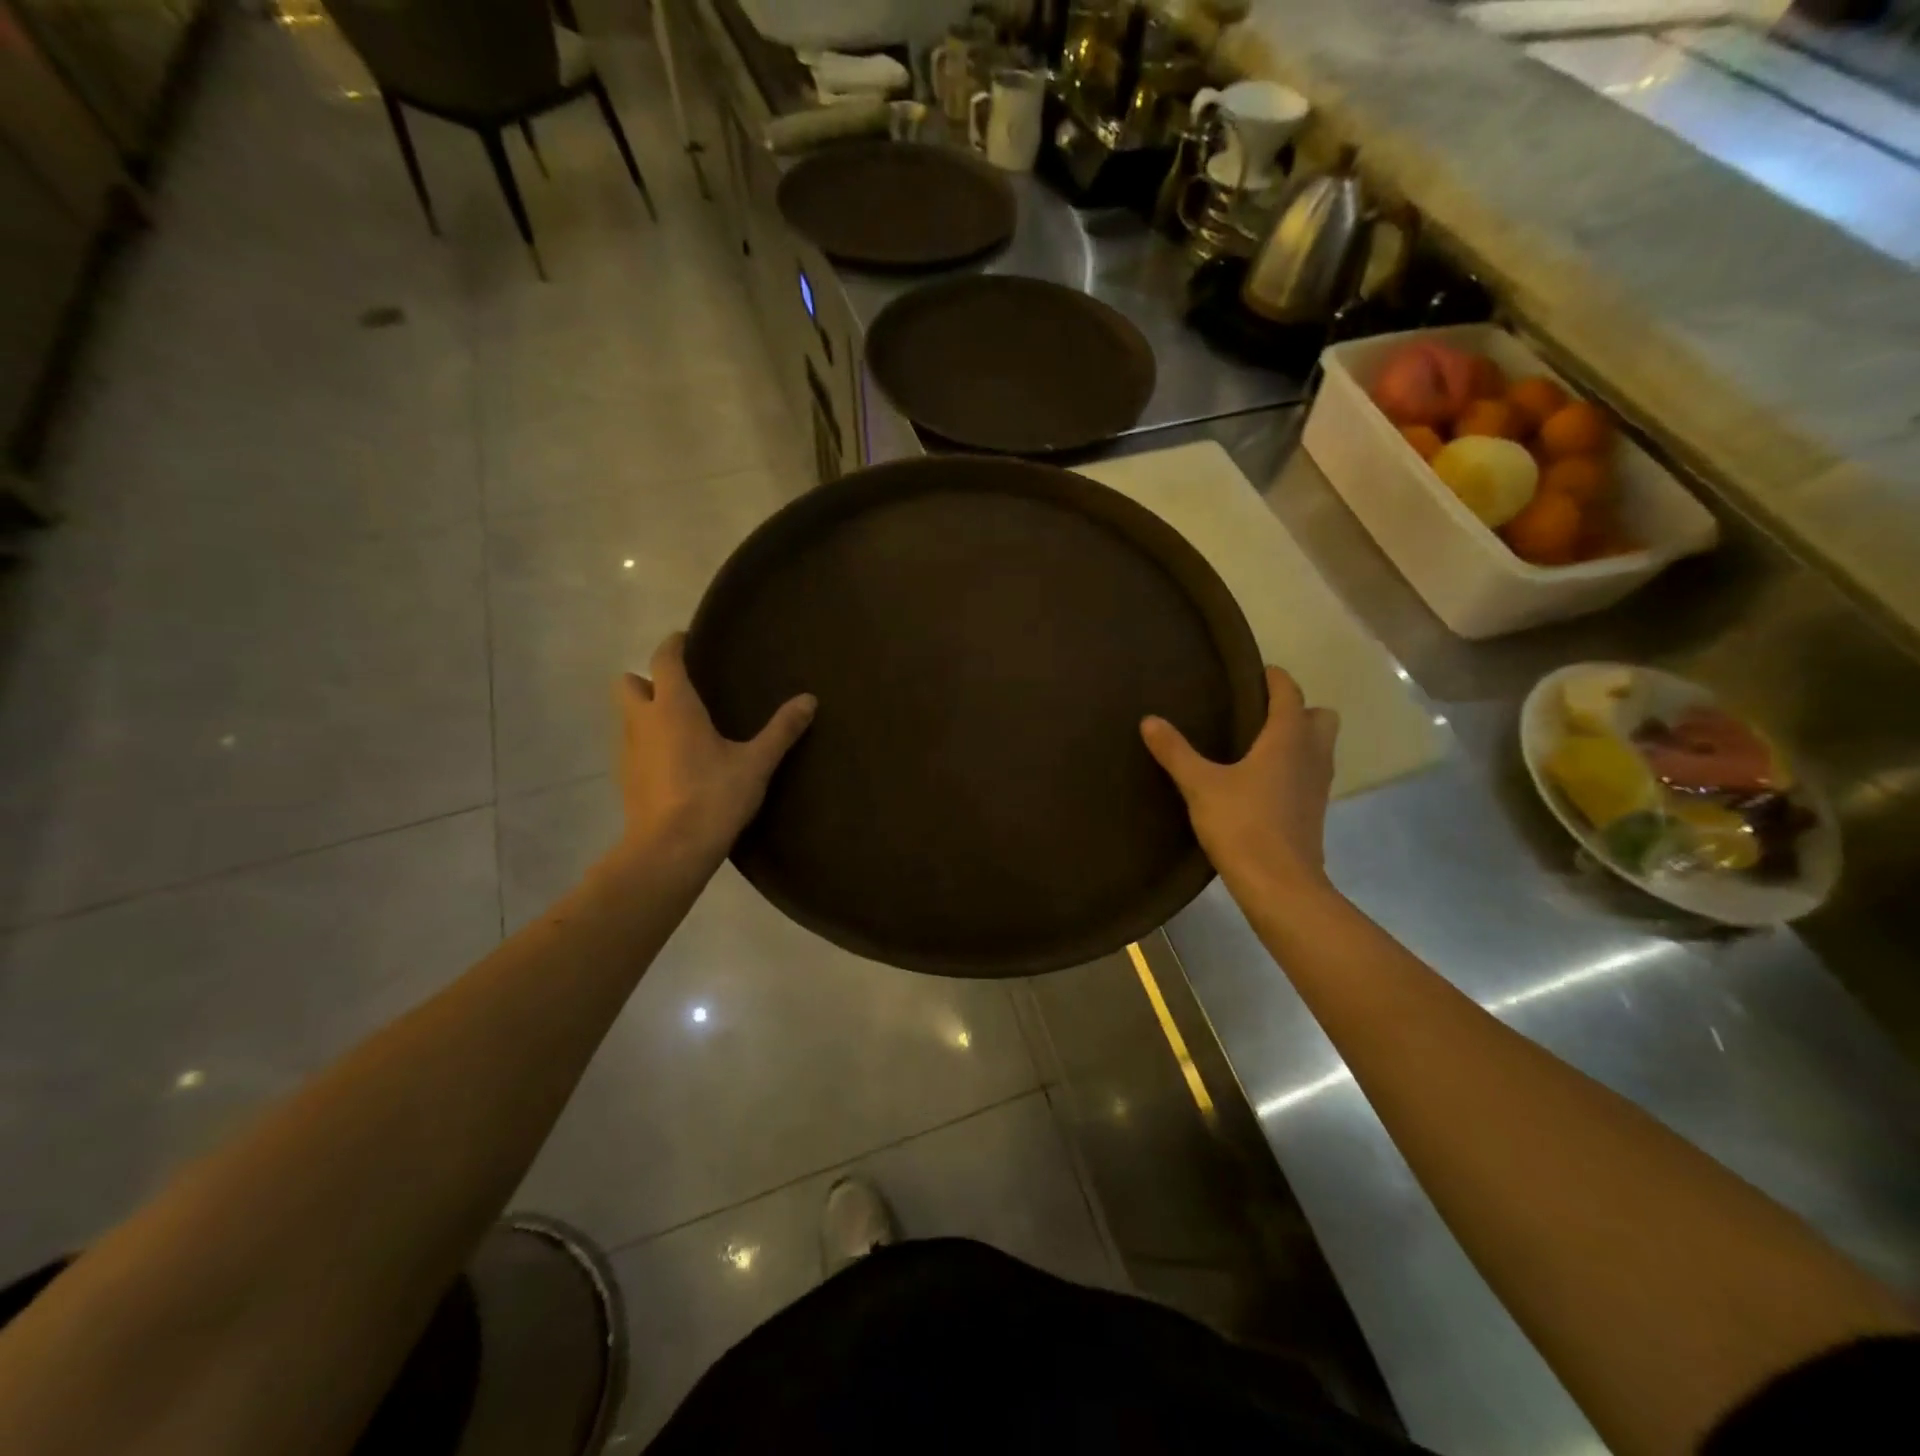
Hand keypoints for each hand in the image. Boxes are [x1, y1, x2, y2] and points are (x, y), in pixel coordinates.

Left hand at [614, 633, 815, 869]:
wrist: (670, 851)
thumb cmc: (713, 797)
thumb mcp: (756, 763)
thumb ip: (781, 730)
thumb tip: (809, 699)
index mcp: (673, 708)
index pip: (663, 659)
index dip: (673, 645)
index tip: (687, 640)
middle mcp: (643, 721)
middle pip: (628, 683)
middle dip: (648, 680)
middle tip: (682, 691)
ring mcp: (628, 751)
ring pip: (628, 717)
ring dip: (648, 713)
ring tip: (683, 727)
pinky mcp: (626, 779)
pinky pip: (633, 747)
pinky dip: (649, 744)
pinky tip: (676, 763)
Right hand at [1141, 666, 1339, 897]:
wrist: (1279, 884)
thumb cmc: (1242, 824)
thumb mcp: (1200, 785)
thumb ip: (1175, 751)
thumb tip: (1149, 720)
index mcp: (1288, 739)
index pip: (1290, 694)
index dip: (1276, 679)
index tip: (1256, 672)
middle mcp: (1311, 756)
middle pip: (1320, 718)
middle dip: (1298, 710)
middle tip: (1259, 715)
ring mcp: (1318, 786)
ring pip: (1320, 748)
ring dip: (1299, 740)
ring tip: (1258, 746)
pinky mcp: (1314, 812)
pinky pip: (1311, 774)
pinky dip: (1295, 768)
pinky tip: (1262, 783)